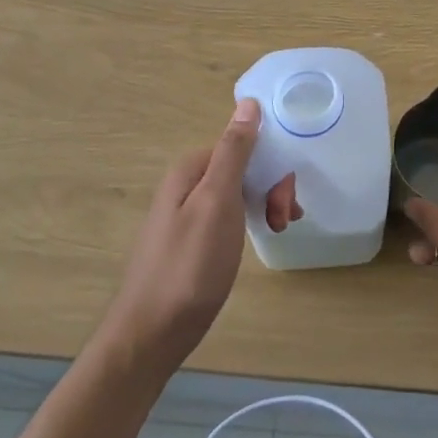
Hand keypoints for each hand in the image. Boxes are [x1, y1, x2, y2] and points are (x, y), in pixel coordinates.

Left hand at [100, 98, 278, 373]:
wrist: (151, 335)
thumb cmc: (190, 266)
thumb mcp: (217, 202)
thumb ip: (234, 151)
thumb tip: (248, 102)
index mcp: (191, 168)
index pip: (242, 144)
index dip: (270, 165)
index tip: (285, 198)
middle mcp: (186, 184)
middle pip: (240, 168)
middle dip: (270, 188)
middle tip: (284, 220)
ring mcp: (186, 213)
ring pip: (238, 193)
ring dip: (264, 205)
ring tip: (277, 232)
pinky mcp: (191, 240)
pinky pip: (228, 217)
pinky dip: (248, 223)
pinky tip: (257, 240)